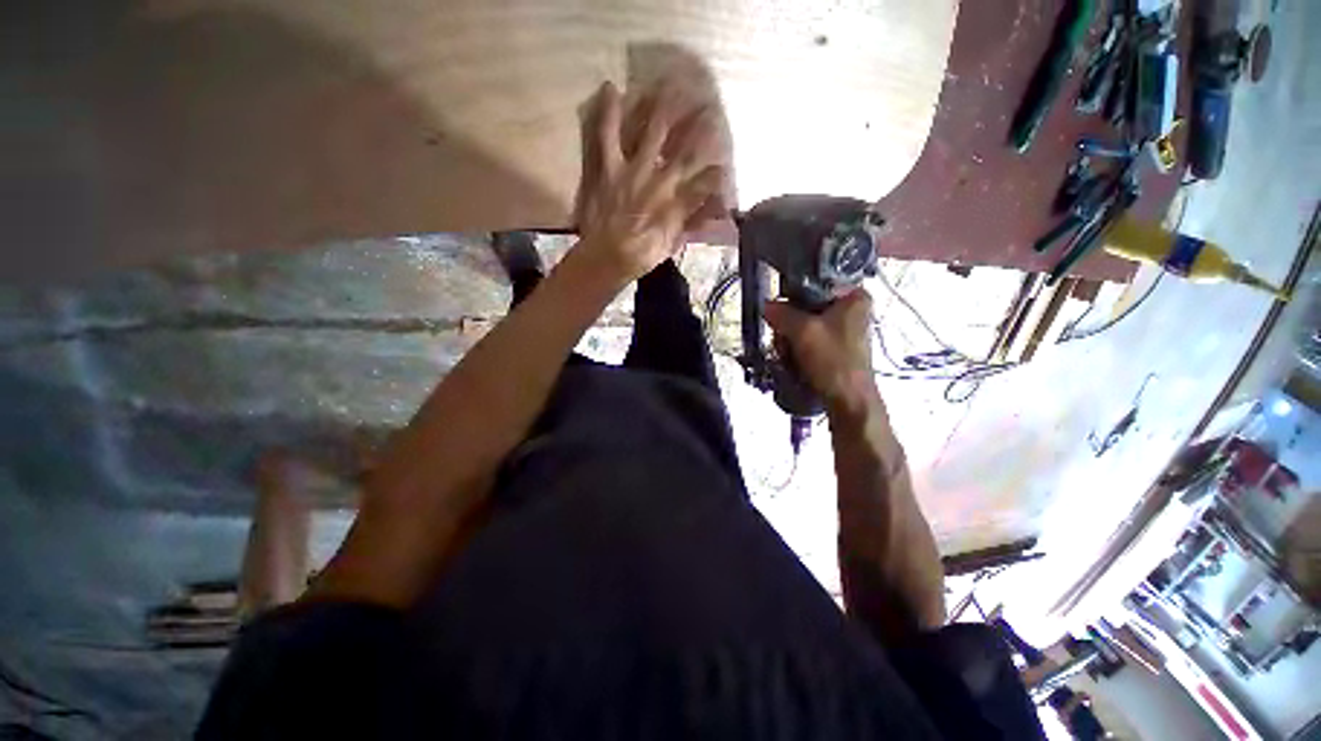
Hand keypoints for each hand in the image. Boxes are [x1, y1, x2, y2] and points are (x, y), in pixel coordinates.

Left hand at [573, 81, 728, 281]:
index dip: (718, 170)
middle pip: (686, 147)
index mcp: (677, 202)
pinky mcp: (609, 167)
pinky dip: (609, 112)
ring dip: (665, 107)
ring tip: (673, 83)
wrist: (606, 258)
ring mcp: (633, 170)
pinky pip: (608, 135)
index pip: (707, 180)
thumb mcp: (673, 243)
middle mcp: (660, 181)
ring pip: (653, 131)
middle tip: (709, 103)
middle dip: (699, 125)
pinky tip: (611, 88)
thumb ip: (695, 222)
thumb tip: (719, 210)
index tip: (725, 161)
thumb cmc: (642, 254)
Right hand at [764, 290, 877, 414]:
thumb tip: (766, 305)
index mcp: (853, 296)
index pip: (816, 281)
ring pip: (803, 323)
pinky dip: (797, 347)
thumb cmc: (832, 360)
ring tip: (787, 354)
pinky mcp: (834, 346)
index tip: (779, 308)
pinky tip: (792, 359)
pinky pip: (808, 338)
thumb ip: (782, 313)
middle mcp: (850, 308)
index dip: (793, 293)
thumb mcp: (803, 332)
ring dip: (790, 338)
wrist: (848, 400)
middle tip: (783, 338)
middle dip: (789, 323)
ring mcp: (842, 329)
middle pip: (806, 305)